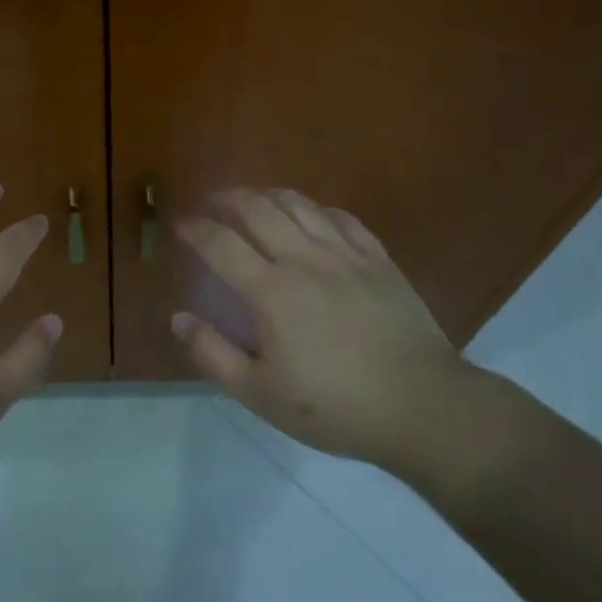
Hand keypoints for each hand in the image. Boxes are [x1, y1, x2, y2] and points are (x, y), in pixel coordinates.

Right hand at [172, 188, 468, 471]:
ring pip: (298, 204)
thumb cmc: (335, 407)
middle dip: (227, 198)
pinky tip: (310, 216)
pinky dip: (314, 209)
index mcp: (270, 290)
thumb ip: (213, 354)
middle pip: (257, 208)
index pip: (220, 243)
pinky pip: (339, 217)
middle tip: (211, 202)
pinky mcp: (377, 258)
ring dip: (267, 194)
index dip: (195, 228)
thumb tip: (179, 318)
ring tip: (253, 200)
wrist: (422, 406)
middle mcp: (303, 258)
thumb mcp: (261, 395)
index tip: (180, 224)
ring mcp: (344, 253)